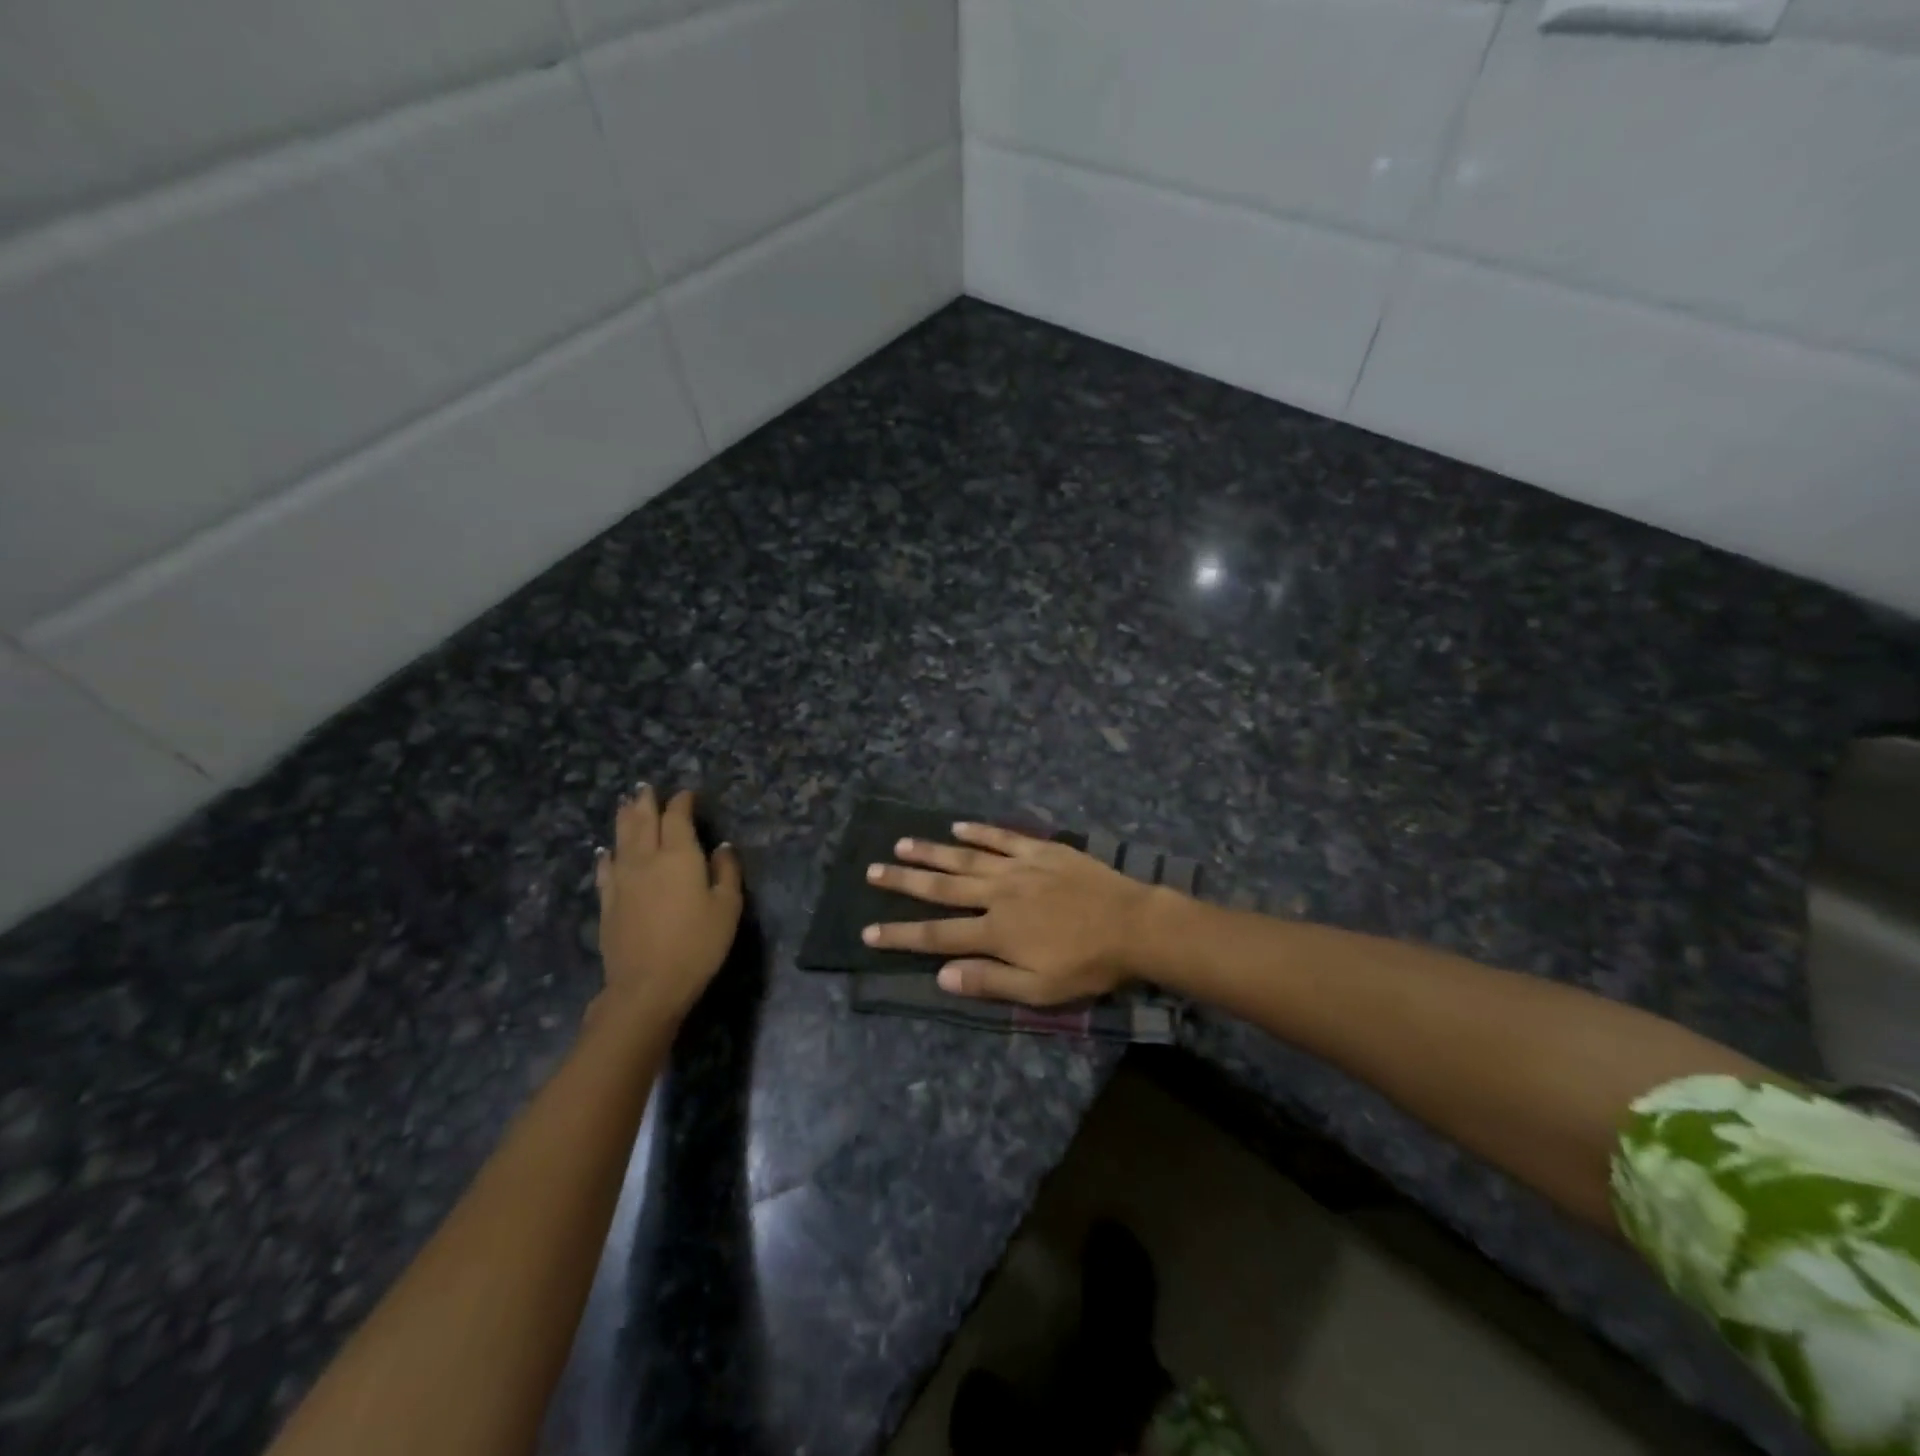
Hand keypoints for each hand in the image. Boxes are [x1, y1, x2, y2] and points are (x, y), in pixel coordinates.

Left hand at [594, 787, 741, 1025]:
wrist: (647, 986)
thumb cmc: (697, 945)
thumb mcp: (727, 908)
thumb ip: (726, 873)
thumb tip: (722, 847)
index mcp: (680, 856)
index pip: (677, 818)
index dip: (681, 802)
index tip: (686, 794)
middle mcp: (647, 859)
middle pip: (643, 822)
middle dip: (646, 802)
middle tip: (646, 787)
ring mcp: (622, 880)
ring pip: (621, 840)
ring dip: (624, 819)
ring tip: (625, 804)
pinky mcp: (607, 902)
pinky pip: (605, 869)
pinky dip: (606, 855)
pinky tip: (605, 851)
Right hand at [862, 823, 1157, 1005]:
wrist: (1132, 924)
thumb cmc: (1087, 964)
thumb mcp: (1039, 989)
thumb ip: (989, 981)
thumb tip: (941, 976)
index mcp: (995, 932)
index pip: (937, 935)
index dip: (901, 935)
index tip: (868, 932)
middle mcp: (997, 894)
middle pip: (941, 887)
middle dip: (904, 881)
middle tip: (872, 871)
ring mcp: (1018, 867)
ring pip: (965, 857)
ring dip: (931, 851)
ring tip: (901, 844)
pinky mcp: (1041, 850)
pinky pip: (1002, 837)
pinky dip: (979, 832)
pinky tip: (958, 826)